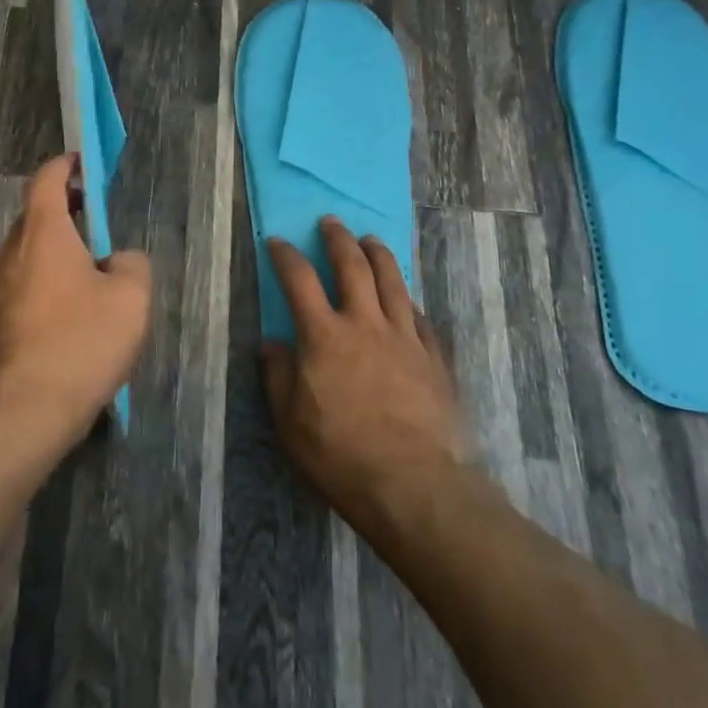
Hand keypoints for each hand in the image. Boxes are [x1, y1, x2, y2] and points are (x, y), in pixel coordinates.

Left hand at [0, 154, 152, 450]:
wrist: (20, 415)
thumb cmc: (80, 344)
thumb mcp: (130, 299)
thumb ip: (130, 264)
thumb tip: (116, 261)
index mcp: (42, 234)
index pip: (46, 179)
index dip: (66, 166)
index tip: (84, 166)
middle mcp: (9, 254)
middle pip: (36, 219)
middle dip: (66, 217)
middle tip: (98, 233)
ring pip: (27, 259)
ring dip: (54, 258)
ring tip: (89, 286)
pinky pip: (19, 291)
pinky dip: (42, 290)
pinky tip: (66, 326)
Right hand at [261, 218, 475, 537]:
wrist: (414, 485)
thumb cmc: (340, 454)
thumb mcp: (289, 421)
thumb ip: (278, 375)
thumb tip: (272, 343)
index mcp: (324, 335)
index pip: (300, 279)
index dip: (286, 255)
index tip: (277, 242)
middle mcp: (365, 323)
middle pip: (352, 265)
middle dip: (338, 239)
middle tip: (331, 222)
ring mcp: (405, 337)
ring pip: (393, 281)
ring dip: (379, 254)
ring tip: (370, 240)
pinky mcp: (435, 357)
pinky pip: (422, 317)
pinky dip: (409, 301)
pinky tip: (407, 300)